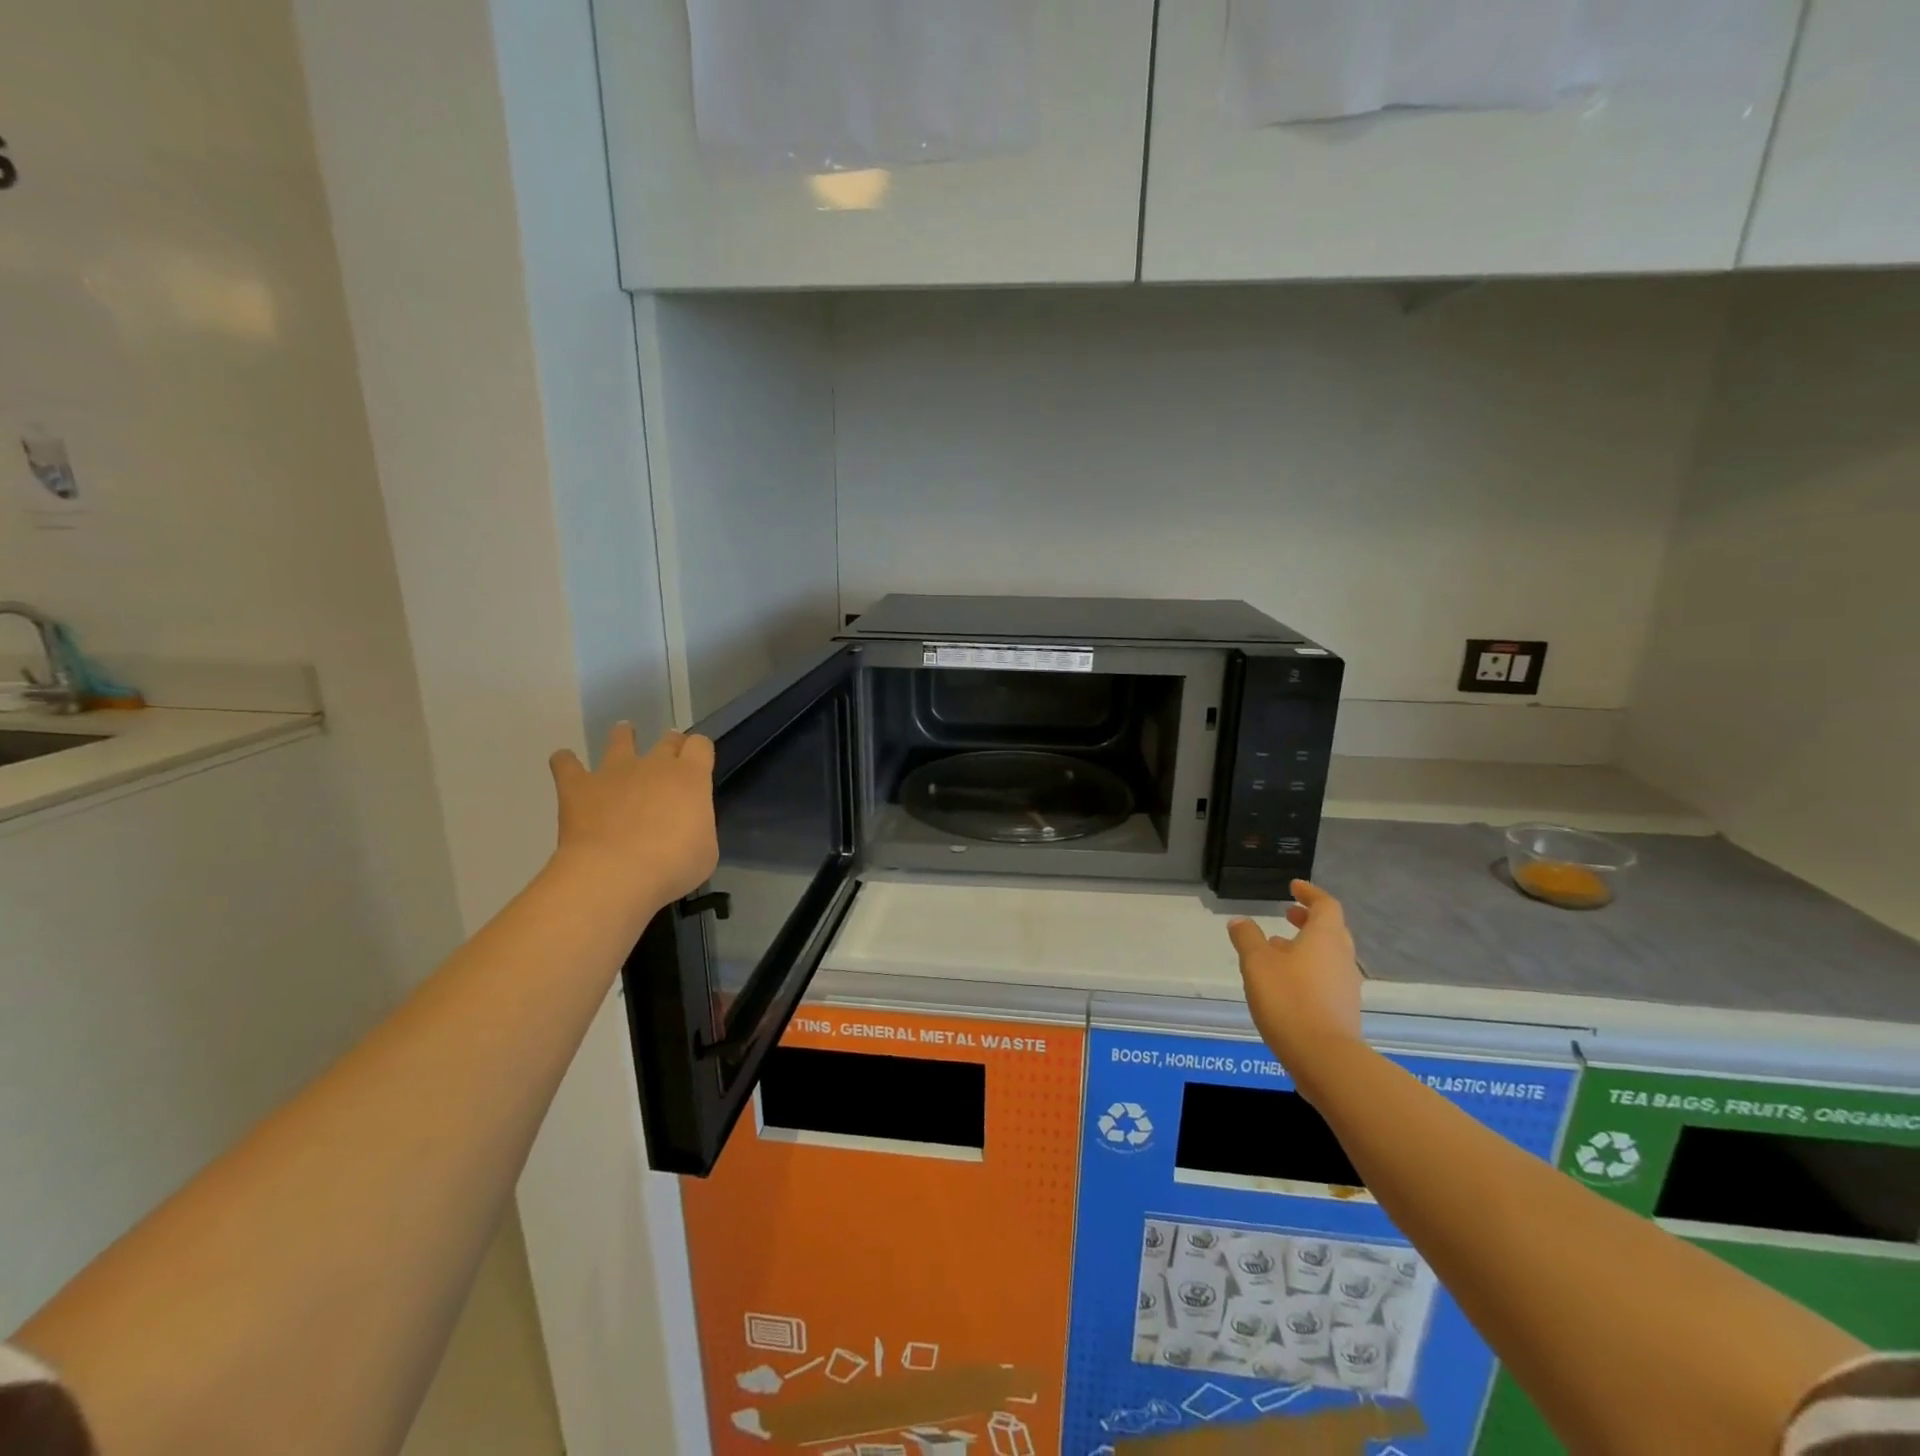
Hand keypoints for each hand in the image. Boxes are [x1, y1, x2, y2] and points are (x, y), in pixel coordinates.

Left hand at [548, 724, 717, 918]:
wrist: (615, 873)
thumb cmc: (672, 865)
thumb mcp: (705, 850)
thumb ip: (698, 828)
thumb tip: (687, 827)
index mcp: (690, 777)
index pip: (700, 745)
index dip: (700, 752)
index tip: (698, 764)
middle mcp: (654, 765)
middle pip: (667, 740)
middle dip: (670, 745)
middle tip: (669, 758)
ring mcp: (614, 772)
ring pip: (620, 740)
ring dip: (623, 737)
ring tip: (624, 735)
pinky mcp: (577, 787)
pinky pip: (566, 764)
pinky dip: (566, 762)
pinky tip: (565, 762)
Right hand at [1228, 880, 1363, 1092]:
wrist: (1324, 1058)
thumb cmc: (1289, 999)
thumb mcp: (1257, 963)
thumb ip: (1247, 938)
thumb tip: (1240, 921)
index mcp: (1325, 938)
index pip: (1326, 905)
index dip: (1310, 893)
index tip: (1294, 887)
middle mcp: (1341, 957)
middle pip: (1331, 930)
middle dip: (1309, 919)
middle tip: (1288, 914)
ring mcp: (1346, 986)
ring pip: (1328, 955)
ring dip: (1306, 946)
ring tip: (1277, 948)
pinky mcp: (1342, 1010)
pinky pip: (1326, 978)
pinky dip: (1308, 969)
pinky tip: (1285, 982)